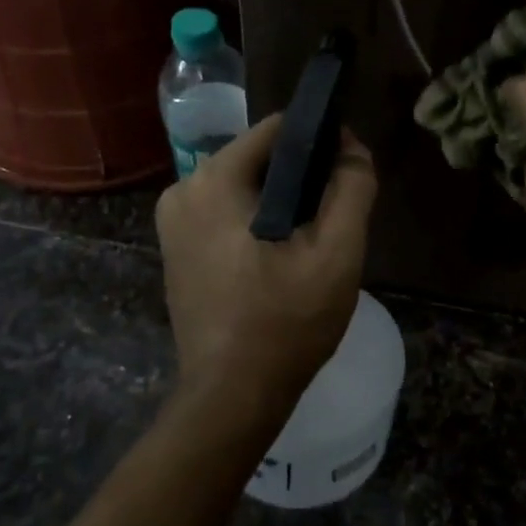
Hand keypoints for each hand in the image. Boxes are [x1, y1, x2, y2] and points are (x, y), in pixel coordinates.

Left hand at [155, 115, 377, 425]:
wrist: (232, 395)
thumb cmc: (287, 321)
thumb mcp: (337, 252)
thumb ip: (352, 187)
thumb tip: (352, 145)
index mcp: (214, 179)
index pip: (278, 129)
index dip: (320, 141)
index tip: (347, 170)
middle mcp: (183, 189)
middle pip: (258, 158)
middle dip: (299, 176)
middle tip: (332, 214)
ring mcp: (172, 222)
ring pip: (242, 186)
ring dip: (279, 201)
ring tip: (310, 239)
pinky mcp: (175, 249)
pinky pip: (224, 213)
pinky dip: (254, 221)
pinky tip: (278, 256)